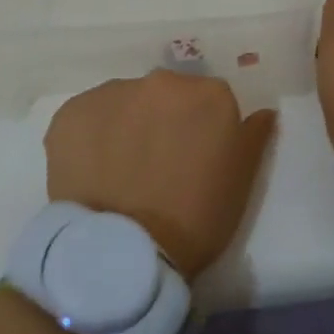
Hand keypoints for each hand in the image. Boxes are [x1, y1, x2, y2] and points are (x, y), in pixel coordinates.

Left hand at [43, 70, 276, 277]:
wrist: (124, 252)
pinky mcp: (71, 113)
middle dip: (162, 121)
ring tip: (119, 170)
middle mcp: (161, 81)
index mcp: (208, 94)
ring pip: (124, 103)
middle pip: (165, 96)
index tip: (193, 159)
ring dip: (126, 126)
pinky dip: (91, 137)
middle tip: (156, 165)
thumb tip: (263, 112)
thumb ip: (253, 136)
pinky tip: (92, 170)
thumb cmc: (195, 219)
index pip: (208, 101)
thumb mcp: (241, 182)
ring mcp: (112, 93)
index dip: (200, 130)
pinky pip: (87, 118)